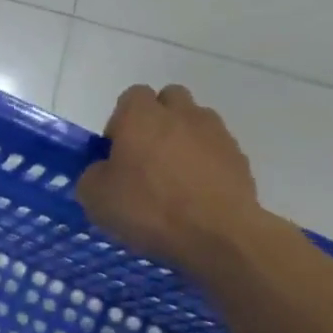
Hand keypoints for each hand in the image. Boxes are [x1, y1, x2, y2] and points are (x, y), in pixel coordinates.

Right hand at [75, 84, 266, 278]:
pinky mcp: (239, 157)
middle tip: (145, 157)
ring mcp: (215, 133)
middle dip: (156, 120)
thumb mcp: (95, 197)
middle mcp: (180, 114)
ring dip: (183, 140)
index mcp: (141, 116)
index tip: (116, 152)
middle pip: (168, 100)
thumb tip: (104, 170)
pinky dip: (205, 163)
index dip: (120, 121)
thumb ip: (93, 174)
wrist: (217, 235)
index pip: (131, 96)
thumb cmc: (148, 209)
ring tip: (174, 177)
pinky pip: (215, 149)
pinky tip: (196, 194)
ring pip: (195, 122)